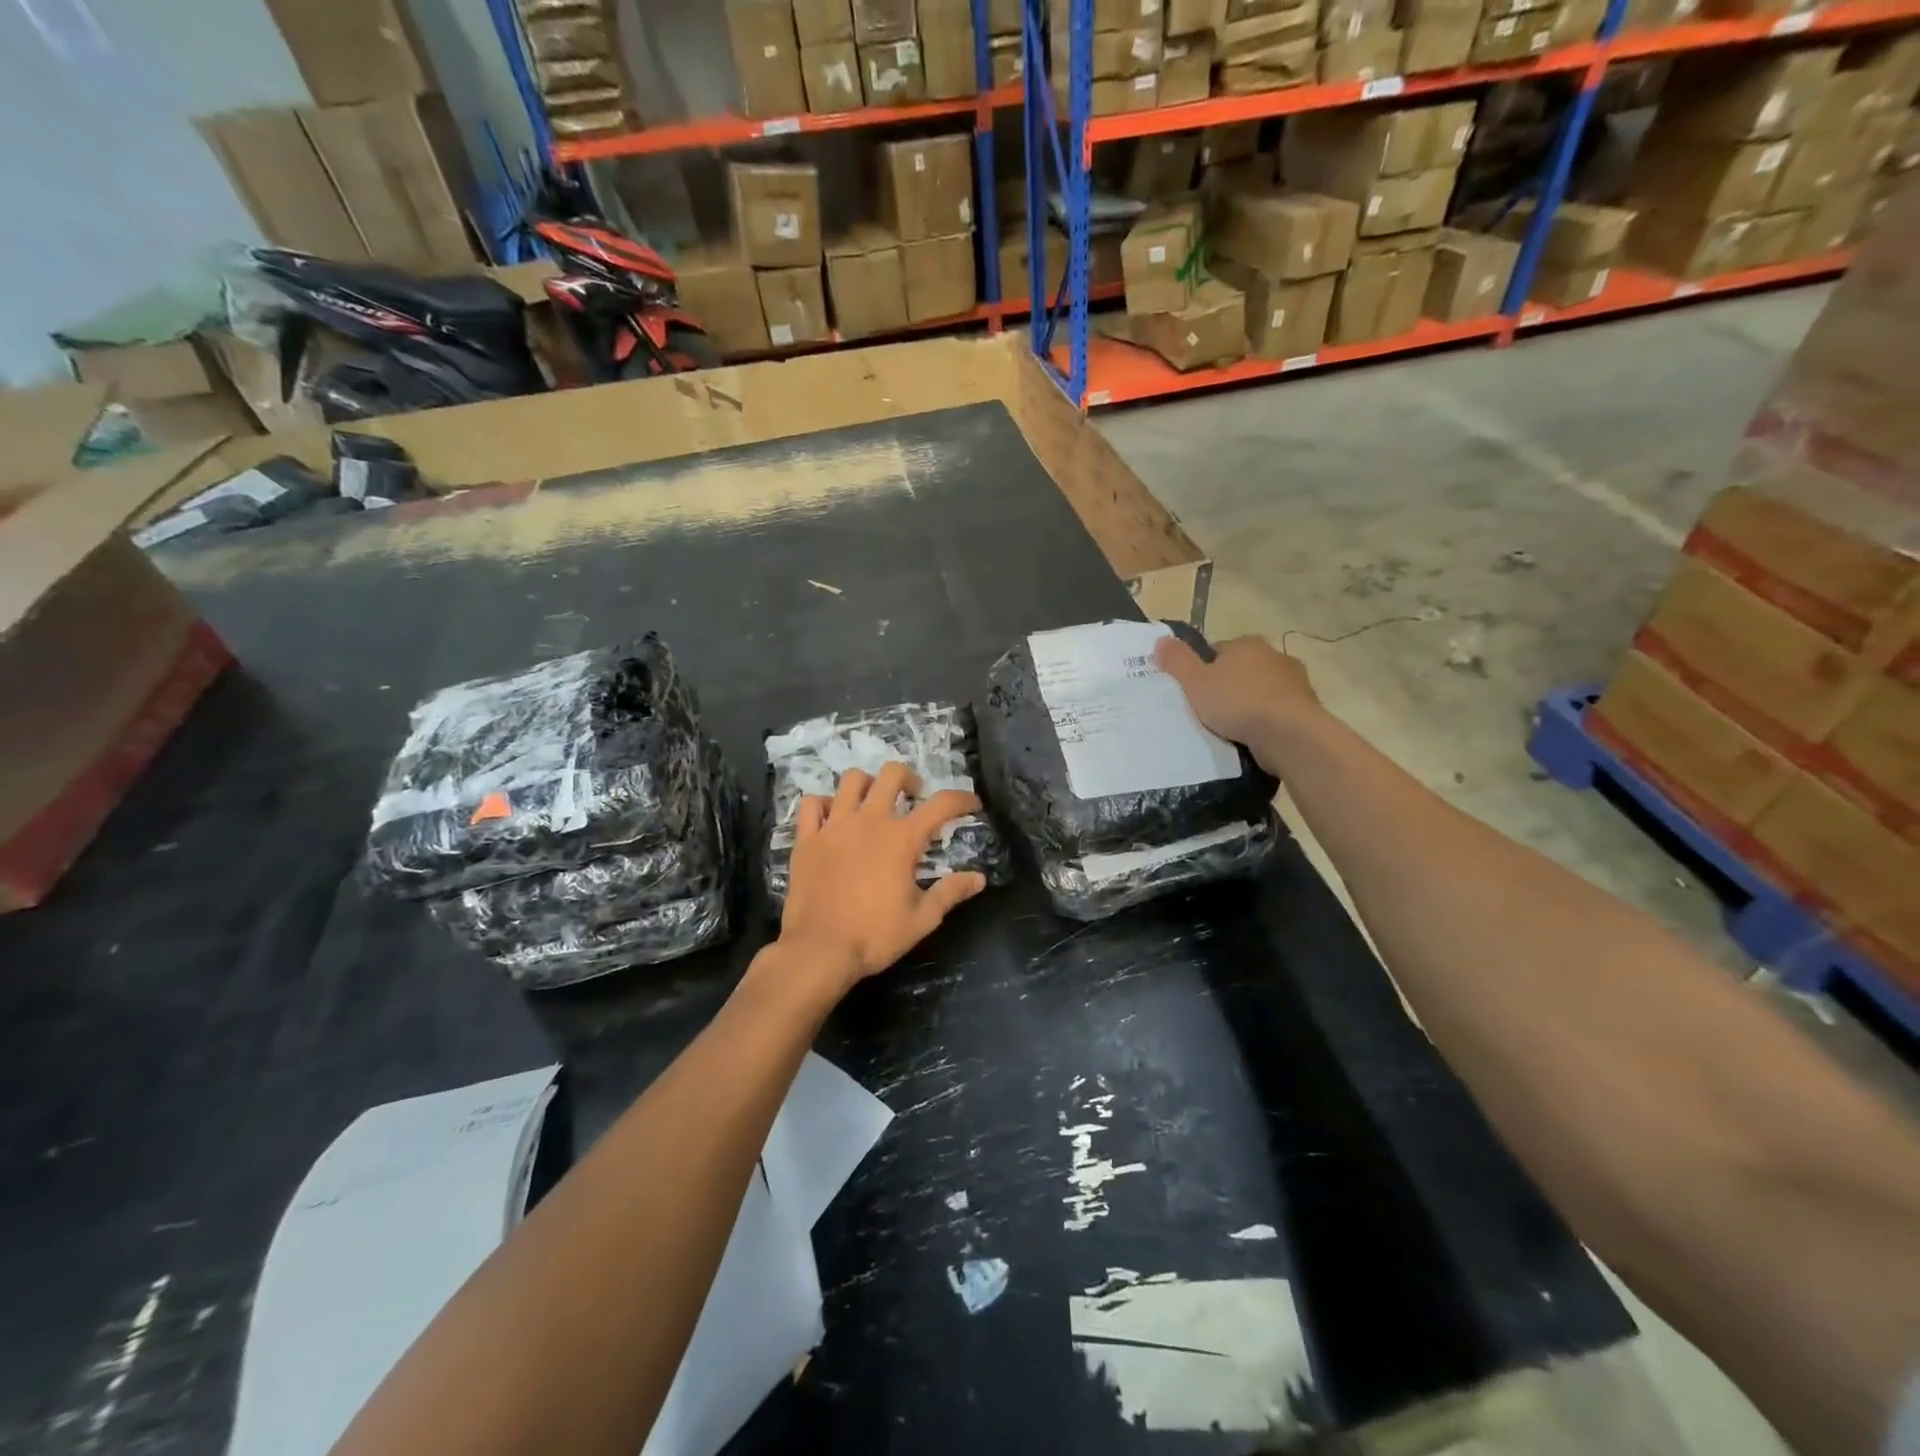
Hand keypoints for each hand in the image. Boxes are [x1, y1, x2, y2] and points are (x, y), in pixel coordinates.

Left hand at [776, 762, 988, 994]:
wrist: (819, 950)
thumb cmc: (875, 935)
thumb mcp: (923, 918)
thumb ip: (951, 892)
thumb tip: (979, 878)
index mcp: (902, 838)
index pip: (941, 804)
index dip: (962, 799)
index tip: (972, 805)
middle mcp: (870, 820)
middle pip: (892, 774)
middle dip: (910, 779)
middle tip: (914, 797)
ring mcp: (835, 826)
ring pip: (852, 780)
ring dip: (869, 784)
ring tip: (873, 802)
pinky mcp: (807, 838)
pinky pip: (813, 804)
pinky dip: (824, 804)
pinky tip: (832, 817)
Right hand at [1153, 634, 1321, 773]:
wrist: (1289, 734)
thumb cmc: (1238, 703)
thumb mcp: (1196, 682)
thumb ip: (1177, 661)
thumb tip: (1161, 640)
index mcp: (1246, 644)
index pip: (1218, 651)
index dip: (1203, 669)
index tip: (1194, 691)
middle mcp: (1274, 655)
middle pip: (1241, 669)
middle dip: (1228, 686)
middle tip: (1210, 711)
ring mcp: (1295, 681)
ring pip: (1261, 690)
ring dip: (1249, 703)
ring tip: (1232, 728)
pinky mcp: (1307, 707)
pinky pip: (1277, 710)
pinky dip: (1266, 720)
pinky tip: (1254, 736)